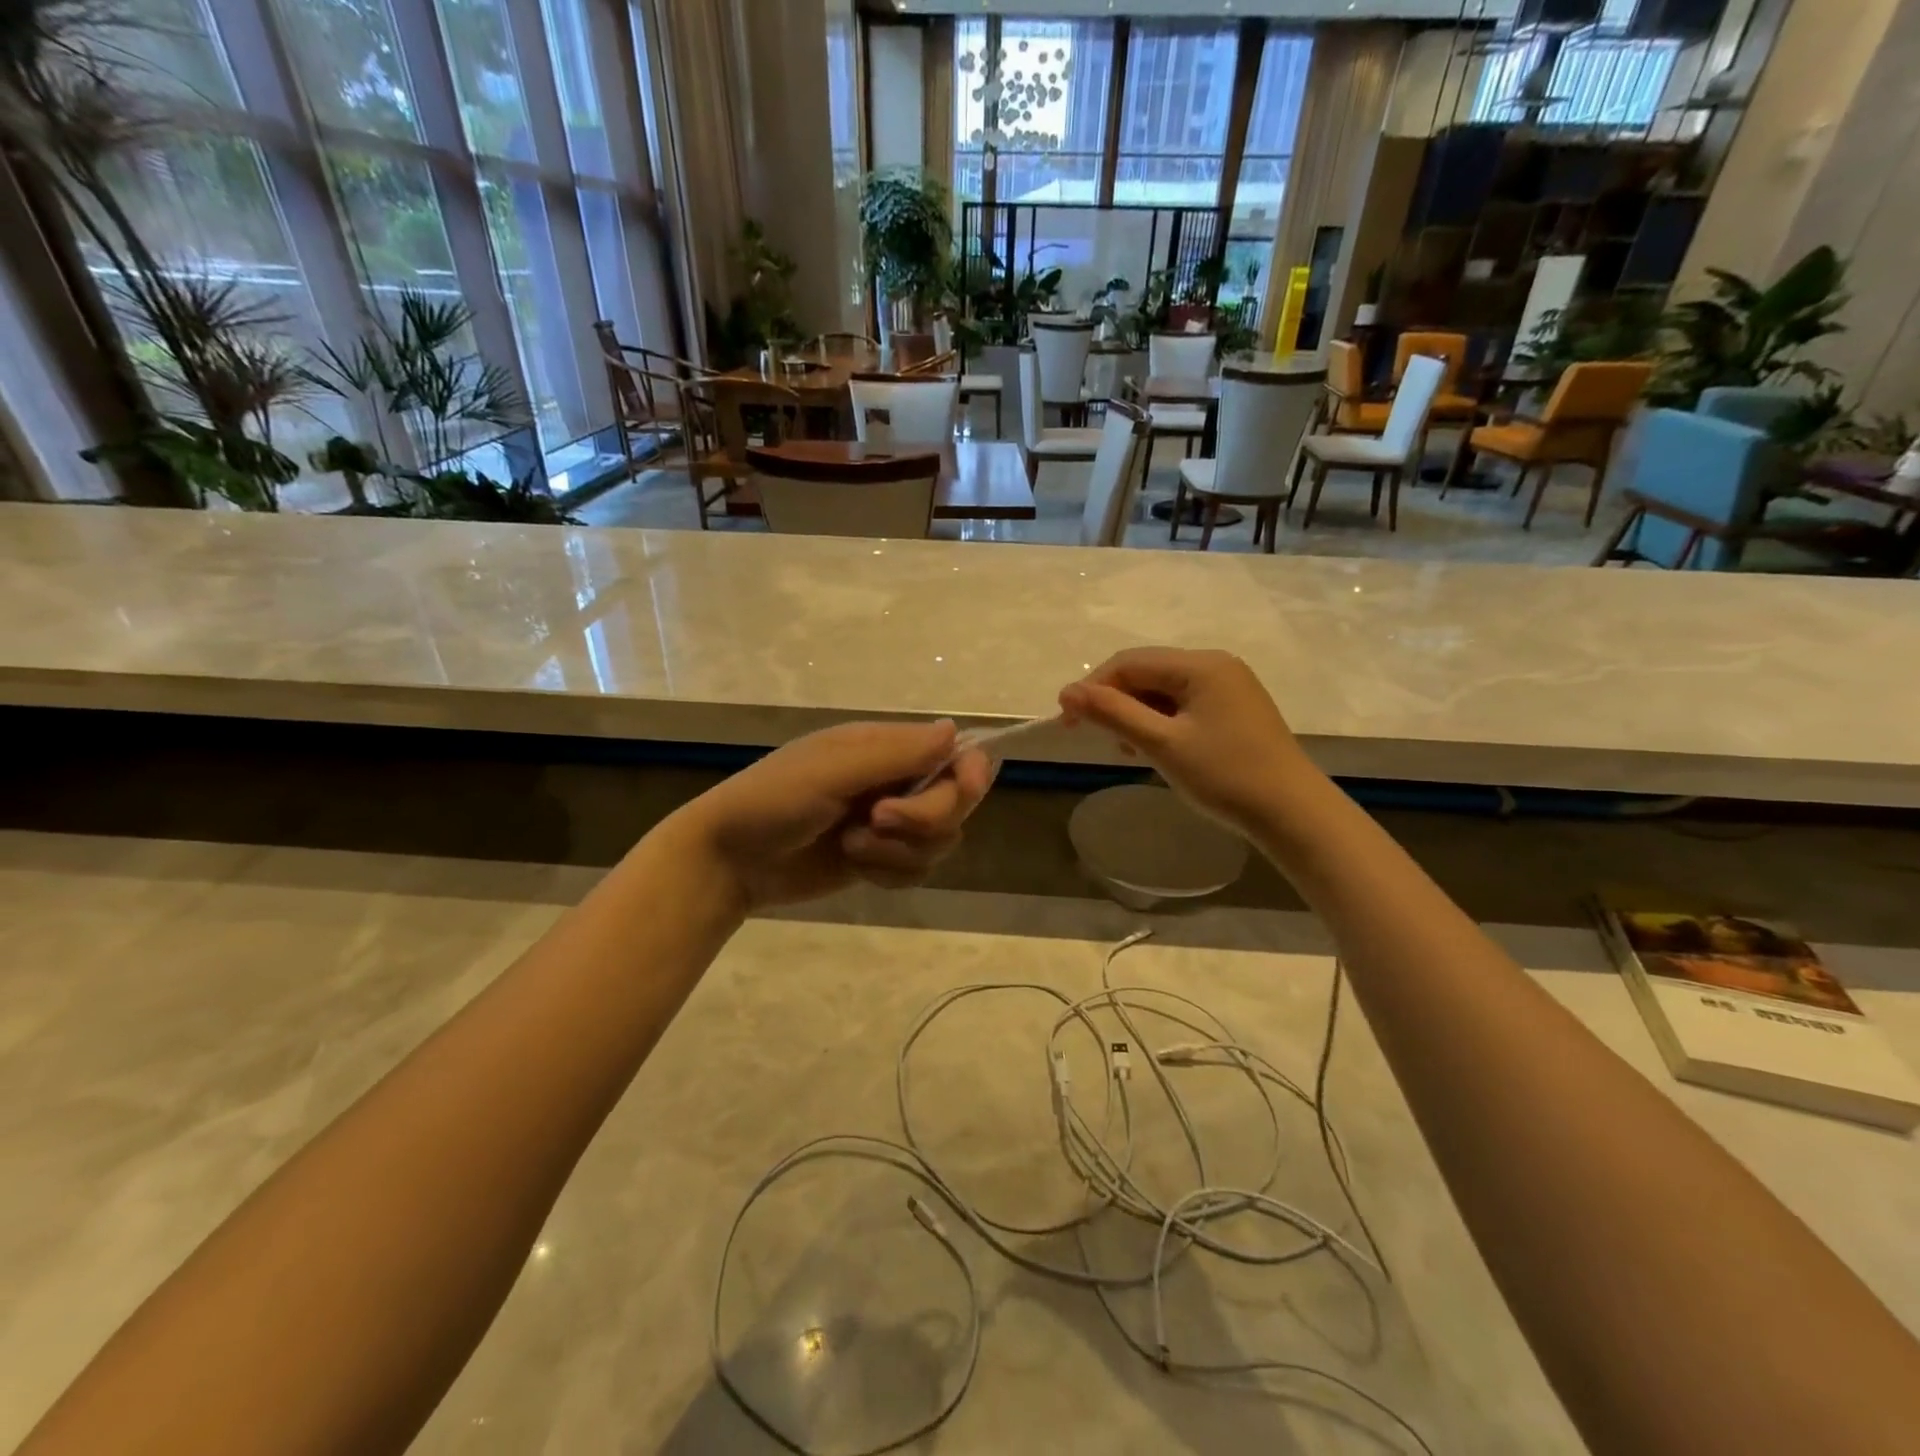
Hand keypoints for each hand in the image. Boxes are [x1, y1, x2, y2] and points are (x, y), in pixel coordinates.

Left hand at [677, 720, 992, 909]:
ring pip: (939, 841)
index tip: (962, 791)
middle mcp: (894, 781)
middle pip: (954, 802)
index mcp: (885, 747)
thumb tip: (955, 731)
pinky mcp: (879, 860)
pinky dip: (890, 873)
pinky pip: (917, 870)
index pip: (955, 754)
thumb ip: (896, 753)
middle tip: (876, 820)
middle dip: (922, 818)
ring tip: (852, 846)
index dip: (968, 773)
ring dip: (899, 851)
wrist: (729, 860)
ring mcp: (888, 824)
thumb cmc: (773, 800)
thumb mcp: (832, 770)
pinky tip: (854, 866)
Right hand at [1057, 648, 1316, 835]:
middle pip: (1148, 672)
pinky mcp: (1235, 710)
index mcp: (1201, 665)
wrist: (1292, 813)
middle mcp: (1216, 665)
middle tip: (1093, 736)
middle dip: (1115, 701)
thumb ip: (1114, 713)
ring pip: (1164, 690)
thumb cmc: (1225, 776)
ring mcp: (1229, 687)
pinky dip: (1161, 722)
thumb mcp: (1162, 744)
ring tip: (1125, 748)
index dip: (1093, 687)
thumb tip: (1067, 692)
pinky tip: (1154, 748)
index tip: (1066, 720)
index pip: (1130, 662)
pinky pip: (1184, 705)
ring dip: (1136, 713)